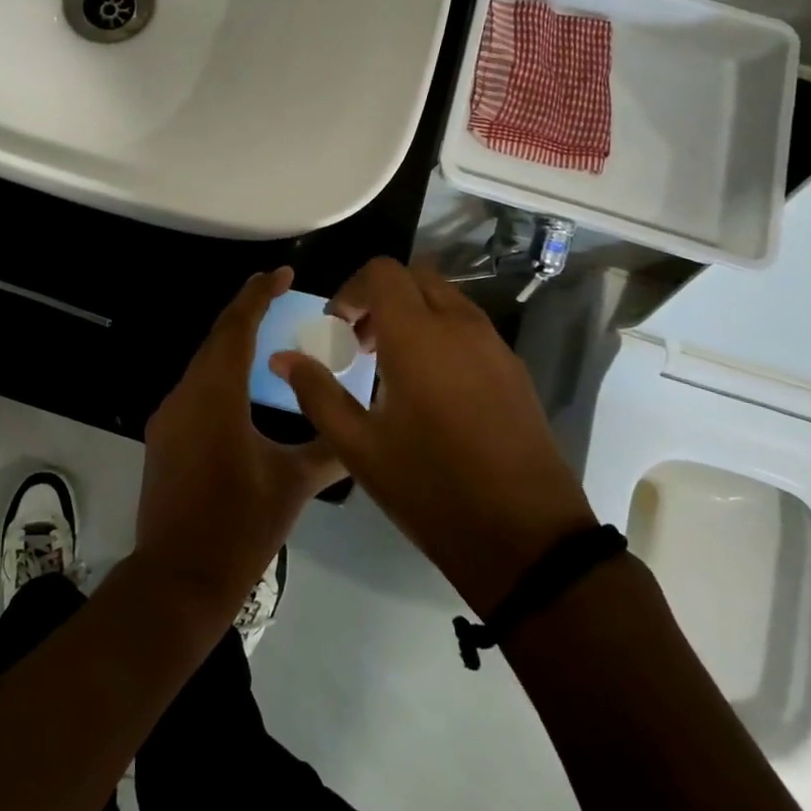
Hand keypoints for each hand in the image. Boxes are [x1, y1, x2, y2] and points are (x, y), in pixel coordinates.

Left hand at [135, 267, 342, 617]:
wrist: (178, 579)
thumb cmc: (240, 527)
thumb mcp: (292, 484)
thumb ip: (328, 448)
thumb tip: (357, 430)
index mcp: (216, 394)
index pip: (237, 327)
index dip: (259, 294)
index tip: (284, 272)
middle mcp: (186, 393)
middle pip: (216, 338)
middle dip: (246, 310)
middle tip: (278, 292)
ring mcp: (169, 415)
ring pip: (203, 362)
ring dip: (232, 342)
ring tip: (267, 332)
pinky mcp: (164, 435)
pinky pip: (195, 387)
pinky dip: (220, 372)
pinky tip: (243, 385)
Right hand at [271, 257, 595, 613]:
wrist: (527, 538)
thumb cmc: (431, 489)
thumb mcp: (359, 446)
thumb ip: (316, 392)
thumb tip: (282, 357)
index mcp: (417, 336)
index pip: (382, 272)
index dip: (352, 289)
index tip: (338, 328)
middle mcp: (459, 326)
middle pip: (416, 276)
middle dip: (382, 297)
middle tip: (362, 342)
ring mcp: (494, 346)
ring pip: (447, 299)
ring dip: (414, 313)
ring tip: (394, 368)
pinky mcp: (515, 369)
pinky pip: (471, 327)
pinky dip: (442, 333)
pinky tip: (433, 390)